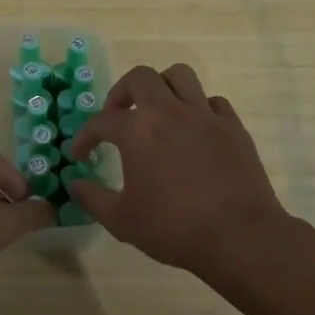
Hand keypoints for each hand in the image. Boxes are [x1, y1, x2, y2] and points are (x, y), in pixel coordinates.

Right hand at [68, 64, 294, 277]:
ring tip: (157, 110)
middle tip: (118, 115)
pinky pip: (213, 101)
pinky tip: (194, 129)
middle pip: (141, 78)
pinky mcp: (233, 127)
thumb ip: (93, 198)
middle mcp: (169, 111)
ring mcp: (205, 115)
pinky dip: (199, 108)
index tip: (79, 154)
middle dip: (122, 92)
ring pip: (180, 76)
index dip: (85, 136)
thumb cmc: (174, 228)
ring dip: (162, 87)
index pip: (102, 121)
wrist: (239, 238)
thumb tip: (75, 184)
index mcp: (138, 131)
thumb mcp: (122, 221)